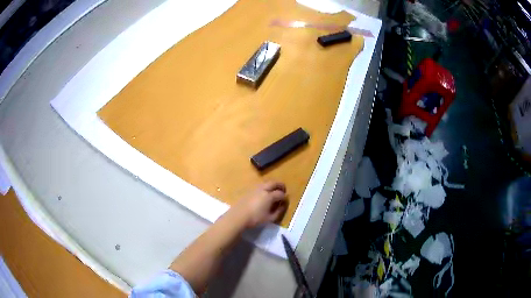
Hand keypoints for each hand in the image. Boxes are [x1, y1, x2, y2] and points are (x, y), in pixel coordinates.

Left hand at [229, 181, 287, 228]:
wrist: (238, 217)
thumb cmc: (255, 219)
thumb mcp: (270, 218)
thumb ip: (278, 212)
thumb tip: (283, 206)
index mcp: (269, 196)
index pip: (280, 193)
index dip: (284, 197)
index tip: (285, 200)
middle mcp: (263, 189)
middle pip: (274, 183)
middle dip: (280, 185)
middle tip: (283, 189)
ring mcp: (254, 189)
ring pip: (266, 183)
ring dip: (272, 185)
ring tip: (274, 191)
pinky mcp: (248, 191)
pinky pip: (259, 186)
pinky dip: (265, 187)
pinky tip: (263, 194)